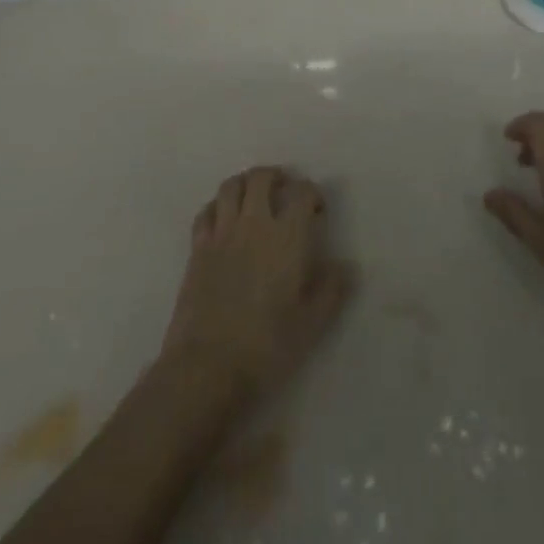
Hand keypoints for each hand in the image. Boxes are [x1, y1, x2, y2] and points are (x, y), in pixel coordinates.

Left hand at [160, 167, 350, 399]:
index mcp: (287, 237)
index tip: (317, 210)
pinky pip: (206, 212)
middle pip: (261, 177)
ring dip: (245, 184)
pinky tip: (224, 221)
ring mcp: (222, 232)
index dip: (312, 193)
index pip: (302, 192)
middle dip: (276, 177)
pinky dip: (217, 207)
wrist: (208, 366)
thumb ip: (332, 290)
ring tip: (253, 197)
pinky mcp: (197, 247)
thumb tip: (345, 265)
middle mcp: (254, 223)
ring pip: (231, 186)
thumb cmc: (267, 346)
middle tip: (284, 191)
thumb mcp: (312, 325)